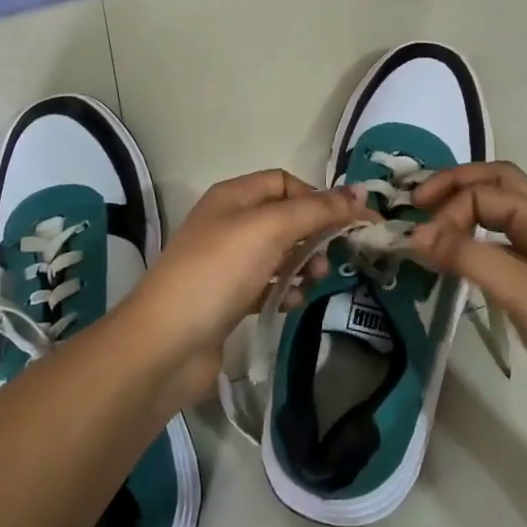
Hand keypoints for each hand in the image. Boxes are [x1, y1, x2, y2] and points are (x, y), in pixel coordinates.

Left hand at [123, 170, 367, 403]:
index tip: (345, 222)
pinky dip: (284, 290)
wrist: (166, 344)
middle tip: (334, 256)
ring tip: (314, 281)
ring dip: (303, 263)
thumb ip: (317, 210)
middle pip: (285, 217)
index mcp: (233, 196)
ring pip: (280, 253)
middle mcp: (229, 222)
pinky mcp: (228, 298)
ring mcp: (227, 262)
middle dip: (314, 233)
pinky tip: (291, 303)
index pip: (285, 182)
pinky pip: (267, 284)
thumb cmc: (218, 272)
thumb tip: (360, 193)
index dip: (316, 197)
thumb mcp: (270, 230)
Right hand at [406, 162, 526, 459]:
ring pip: (499, 219)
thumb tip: (415, 232)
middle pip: (497, 187)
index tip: (418, 241)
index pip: (487, 192)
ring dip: (464, 214)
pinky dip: (473, 248)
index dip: (449, 208)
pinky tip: (455, 267)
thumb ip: (470, 257)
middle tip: (416, 203)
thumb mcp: (525, 294)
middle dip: (455, 187)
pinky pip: (501, 253)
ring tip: (427, 229)